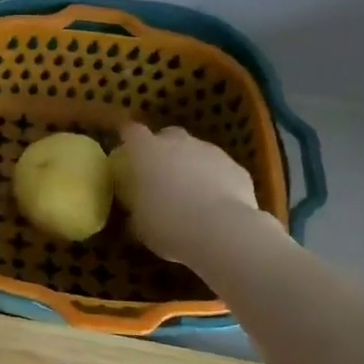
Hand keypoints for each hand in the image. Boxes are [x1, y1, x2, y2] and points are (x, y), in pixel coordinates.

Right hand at [116, 123, 266, 266]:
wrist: (222, 231)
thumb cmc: (167, 224)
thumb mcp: (138, 223)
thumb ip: (136, 207)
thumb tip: (137, 209)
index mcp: (145, 151)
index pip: (131, 132)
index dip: (128, 140)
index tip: (126, 152)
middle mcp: (178, 143)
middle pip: (168, 136)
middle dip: (164, 150)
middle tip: (160, 175)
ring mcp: (211, 152)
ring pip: (197, 152)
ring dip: (192, 167)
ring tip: (191, 195)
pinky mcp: (237, 168)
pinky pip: (221, 170)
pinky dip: (217, 182)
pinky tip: (216, 206)